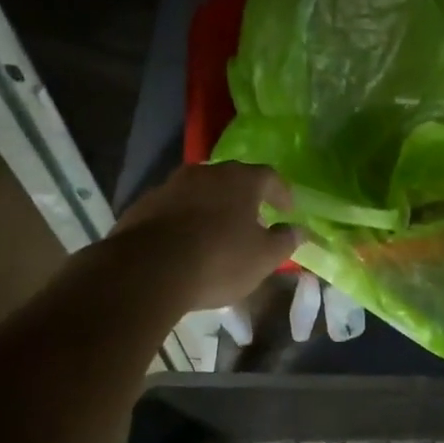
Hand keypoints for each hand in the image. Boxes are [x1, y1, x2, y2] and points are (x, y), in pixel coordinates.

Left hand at [107, 162, 297, 310]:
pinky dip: (185, 218)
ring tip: (218, 229)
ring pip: (200, 190)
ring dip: (212, 205)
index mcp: (241, 180)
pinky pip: (174, 207)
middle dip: (245, 196)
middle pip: (232, 178)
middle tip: (252, 217)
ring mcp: (171, 186)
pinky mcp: (144, 204)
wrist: (147, 269)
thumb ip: (285, 241)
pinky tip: (186, 241)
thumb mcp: (263, 258)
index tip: (287, 210)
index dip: (281, 193)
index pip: (269, 176)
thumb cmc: (218, 260)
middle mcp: (206, 173)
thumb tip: (299, 230)